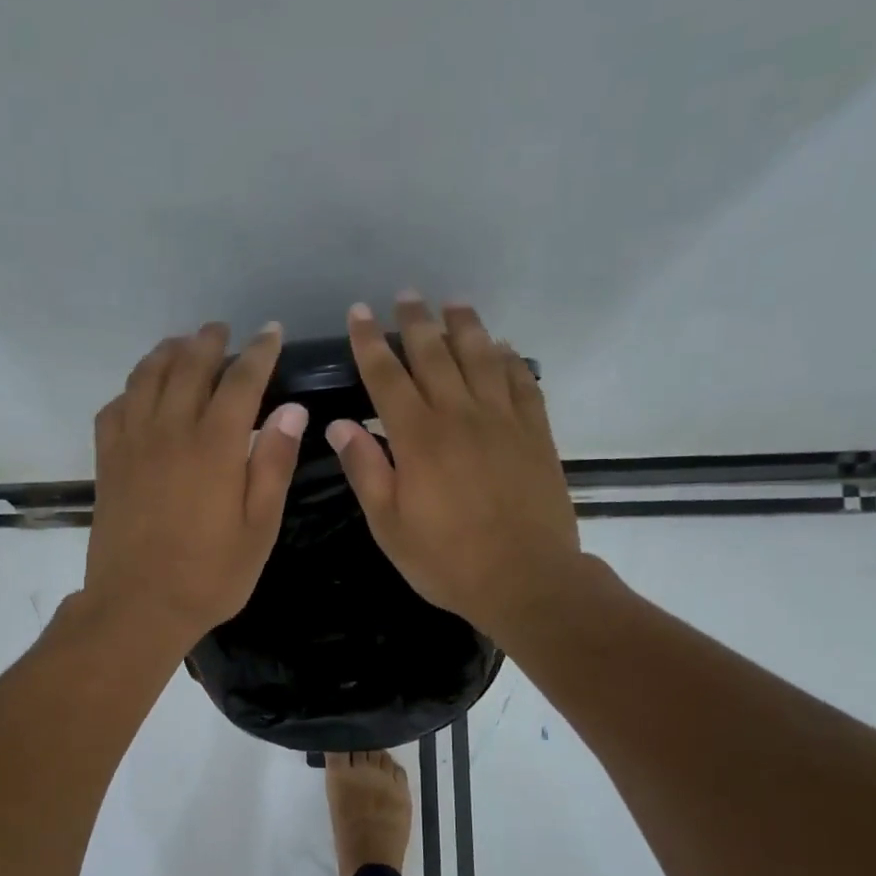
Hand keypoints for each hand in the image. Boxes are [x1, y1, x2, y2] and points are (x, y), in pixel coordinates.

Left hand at [83, 322, 306, 648]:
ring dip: (167, 353)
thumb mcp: (259, 528)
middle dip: (209, 342)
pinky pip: (115, 408)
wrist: (138, 606)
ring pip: (147, 378)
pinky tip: (141, 393)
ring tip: (182, 346)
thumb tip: (291, 410)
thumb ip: (273, 464)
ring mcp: (132, 443)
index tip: (271, 333)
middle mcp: (170, 431)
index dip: (258, 353)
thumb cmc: (210, 575)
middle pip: (189, 367)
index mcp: (214, 446)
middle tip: (222, 331)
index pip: (240, 381)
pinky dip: (131, 389)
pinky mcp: (107, 462)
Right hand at [326, 296, 581, 644]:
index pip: (387, 376)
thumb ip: (366, 470)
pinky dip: (508, 359)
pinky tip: (501, 348)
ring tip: (453, 304)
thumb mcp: (390, 525)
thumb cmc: (447, 560)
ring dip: (464, 326)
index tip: (359, 313)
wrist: (525, 579)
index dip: (371, 342)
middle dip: (416, 322)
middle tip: (406, 296)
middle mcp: (460, 415)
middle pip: (435, 354)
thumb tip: (340, 424)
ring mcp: (503, 420)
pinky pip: (521, 381)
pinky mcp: (536, 432)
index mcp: (418, 438)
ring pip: (482, 357)